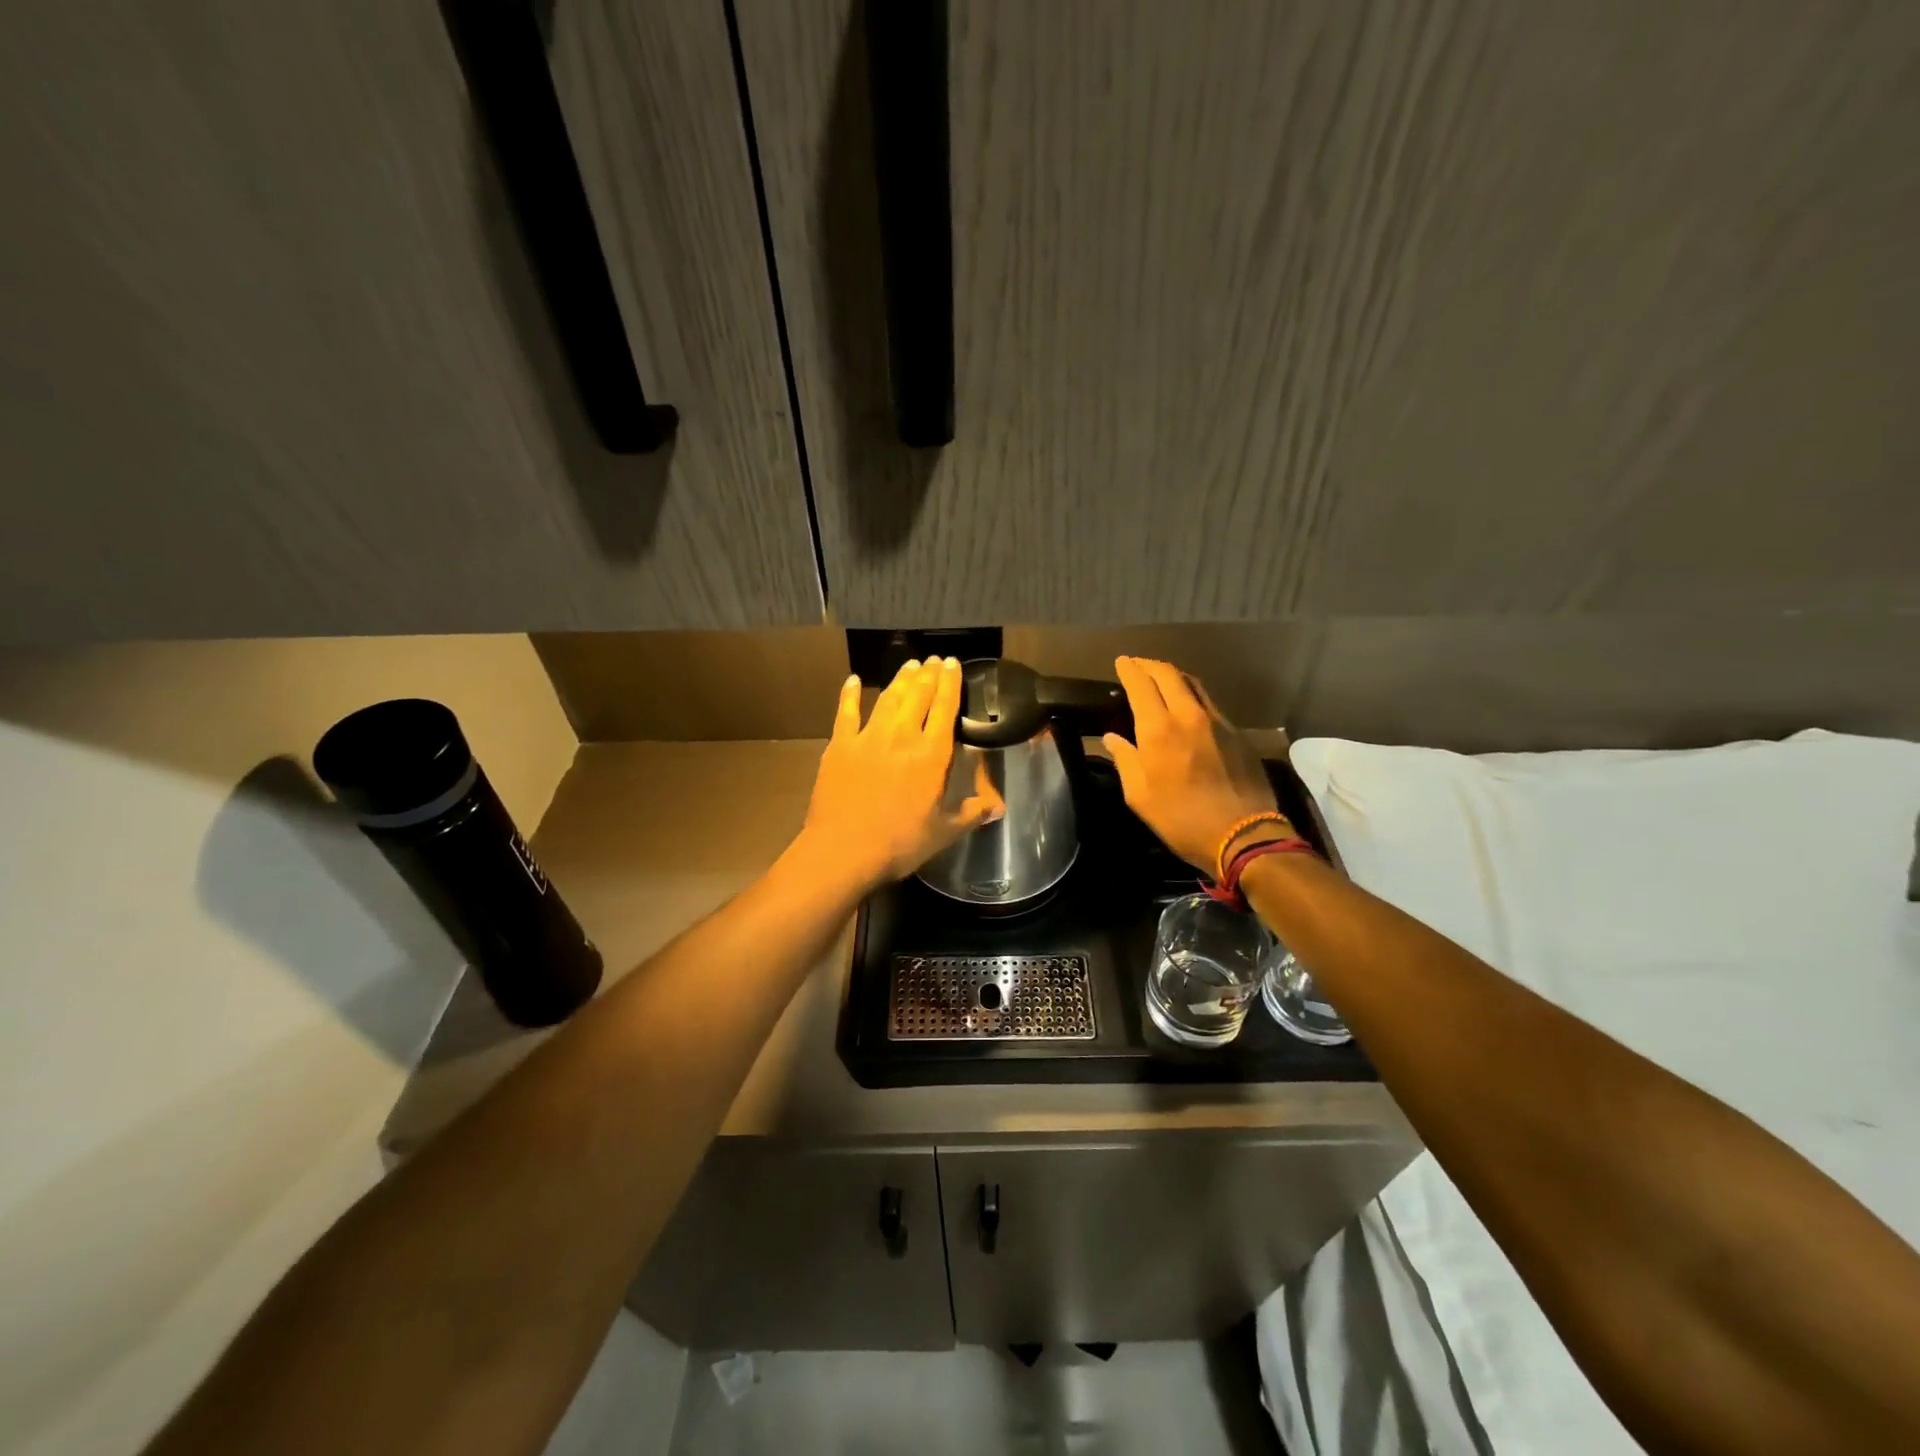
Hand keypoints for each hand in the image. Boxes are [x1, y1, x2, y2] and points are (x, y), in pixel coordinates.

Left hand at [797, 657, 1002, 891]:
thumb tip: (1000, 807)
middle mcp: (902, 736)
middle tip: (934, 660)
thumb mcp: (943, 833)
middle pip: (918, 695)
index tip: (953, 663)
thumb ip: (971, 814)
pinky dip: (849, 694)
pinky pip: (846, 712)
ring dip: (901, 679)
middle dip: (929, 674)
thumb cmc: (899, 844)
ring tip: (910, 664)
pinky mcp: (840, 745)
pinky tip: (853, 680)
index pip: (945, 709)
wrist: (843, 851)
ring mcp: (868, 737)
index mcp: (931, 755)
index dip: (951, 683)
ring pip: (888, 698)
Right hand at [1102, 656, 1278, 875]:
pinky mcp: (1236, 733)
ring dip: (1173, 676)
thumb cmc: (1181, 819)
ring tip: (1160, 679)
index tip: (1121, 662)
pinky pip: (1209, 702)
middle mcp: (1188, 715)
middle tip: (1137, 665)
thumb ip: (1125, 760)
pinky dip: (1192, 695)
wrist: (1244, 834)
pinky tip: (1187, 706)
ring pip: (1192, 684)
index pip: (1141, 685)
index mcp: (1158, 729)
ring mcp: (1217, 721)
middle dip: (1149, 665)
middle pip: (1169, 674)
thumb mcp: (1139, 796)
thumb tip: (1112, 739)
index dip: (1129, 670)